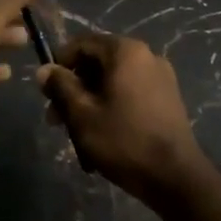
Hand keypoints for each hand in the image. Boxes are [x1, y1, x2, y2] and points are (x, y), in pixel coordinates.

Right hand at [37, 33, 209, 208]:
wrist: (176, 177)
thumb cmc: (124, 140)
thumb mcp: (82, 114)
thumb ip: (61, 86)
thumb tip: (44, 69)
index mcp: (126, 51)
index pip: (82, 43)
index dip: (59, 64)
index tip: (46, 91)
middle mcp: (147, 56)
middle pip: (98, 63)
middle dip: (74, 89)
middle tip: (56, 120)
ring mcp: (161, 77)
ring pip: (113, 81)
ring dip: (90, 102)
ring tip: (76, 134)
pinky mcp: (168, 99)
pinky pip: (130, 94)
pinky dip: (112, 108)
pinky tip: (102, 136)